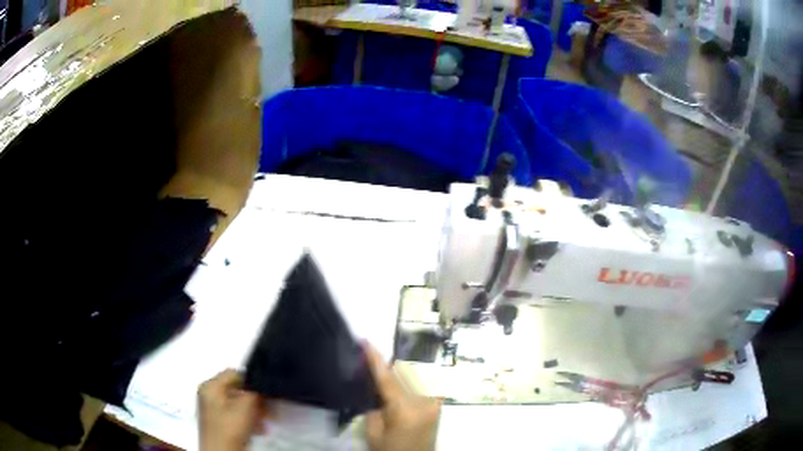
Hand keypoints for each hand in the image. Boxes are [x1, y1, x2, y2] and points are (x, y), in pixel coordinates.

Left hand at [198, 369, 266, 450]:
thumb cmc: (230, 426)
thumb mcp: (245, 406)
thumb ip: (254, 391)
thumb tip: (262, 383)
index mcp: (210, 386)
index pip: (233, 373)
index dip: (251, 380)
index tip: (266, 391)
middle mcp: (209, 394)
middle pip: (236, 389)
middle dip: (255, 398)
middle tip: (269, 408)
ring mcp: (213, 409)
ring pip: (238, 403)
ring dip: (254, 410)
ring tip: (266, 420)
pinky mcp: (219, 422)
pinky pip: (236, 414)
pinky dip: (248, 419)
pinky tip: (259, 428)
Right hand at [364, 344, 441, 450]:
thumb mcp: (373, 434)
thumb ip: (373, 409)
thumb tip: (378, 391)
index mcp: (405, 409)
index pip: (387, 378)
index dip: (375, 359)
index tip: (367, 341)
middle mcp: (424, 400)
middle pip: (404, 372)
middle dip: (389, 368)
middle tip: (373, 366)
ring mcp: (435, 402)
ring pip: (415, 376)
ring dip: (400, 374)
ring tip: (387, 379)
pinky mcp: (438, 405)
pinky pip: (423, 385)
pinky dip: (411, 382)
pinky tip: (402, 387)